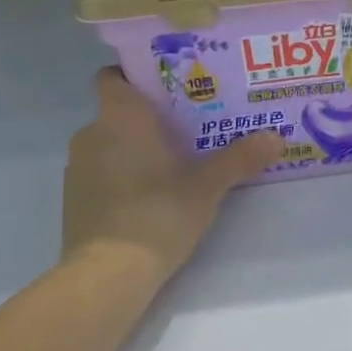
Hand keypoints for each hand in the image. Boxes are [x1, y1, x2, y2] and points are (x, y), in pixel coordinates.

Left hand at [62, 68, 284, 274]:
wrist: (107, 275)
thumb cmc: (158, 214)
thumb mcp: (208, 187)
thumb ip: (240, 159)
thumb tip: (277, 138)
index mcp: (121, 118)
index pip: (113, 77)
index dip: (135, 76)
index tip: (167, 86)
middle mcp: (92, 134)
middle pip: (118, 112)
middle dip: (148, 117)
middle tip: (188, 126)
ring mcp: (77, 168)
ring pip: (109, 143)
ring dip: (134, 148)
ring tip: (173, 162)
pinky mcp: (74, 199)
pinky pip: (100, 172)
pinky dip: (120, 175)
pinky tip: (148, 195)